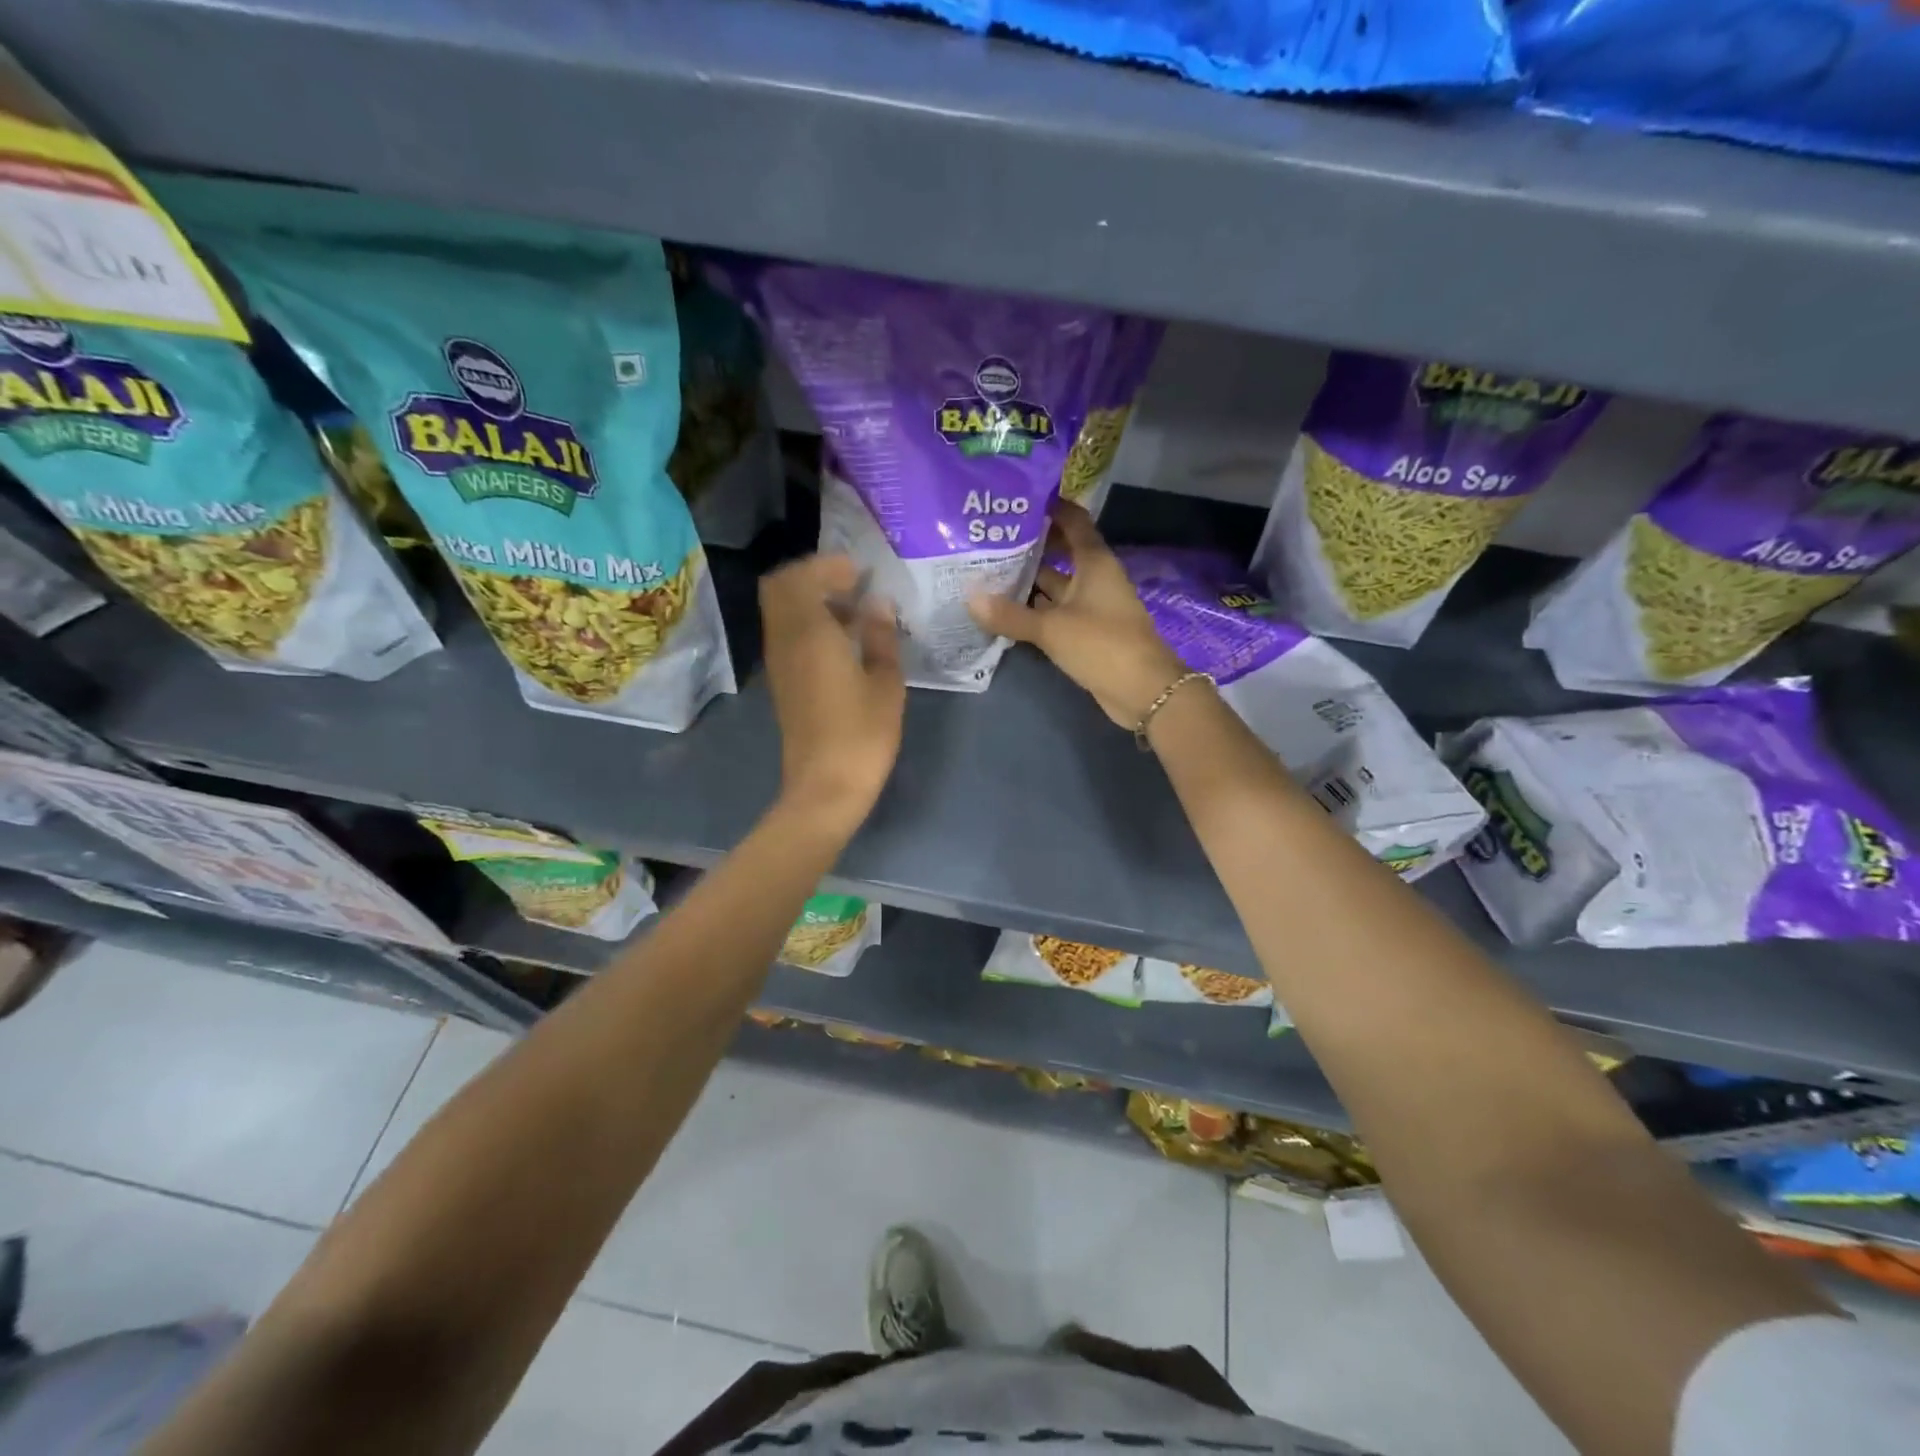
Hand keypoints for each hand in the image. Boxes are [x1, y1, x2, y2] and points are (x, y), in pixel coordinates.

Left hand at [760, 554, 904, 830]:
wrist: (826, 787)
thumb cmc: (862, 734)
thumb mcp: (885, 683)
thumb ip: (881, 636)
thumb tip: (878, 603)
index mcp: (809, 634)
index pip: (800, 577)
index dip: (828, 565)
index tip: (860, 570)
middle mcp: (784, 640)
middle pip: (779, 587)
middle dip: (812, 576)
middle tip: (851, 583)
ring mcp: (779, 662)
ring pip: (781, 611)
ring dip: (810, 599)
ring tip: (853, 610)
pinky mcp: (782, 682)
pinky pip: (787, 634)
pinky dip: (808, 623)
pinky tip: (843, 639)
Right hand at [968, 501, 1185, 728]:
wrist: (1142, 691)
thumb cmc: (1102, 645)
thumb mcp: (1052, 628)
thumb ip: (1010, 615)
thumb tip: (969, 597)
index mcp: (1094, 562)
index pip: (1073, 521)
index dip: (1049, 507)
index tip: (1015, 499)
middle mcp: (1093, 578)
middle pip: (1060, 551)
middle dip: (1029, 544)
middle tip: (989, 537)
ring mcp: (1090, 606)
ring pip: (1055, 584)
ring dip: (1027, 579)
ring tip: (986, 569)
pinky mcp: (1086, 632)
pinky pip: (1055, 612)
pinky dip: (1033, 609)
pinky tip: (1003, 608)